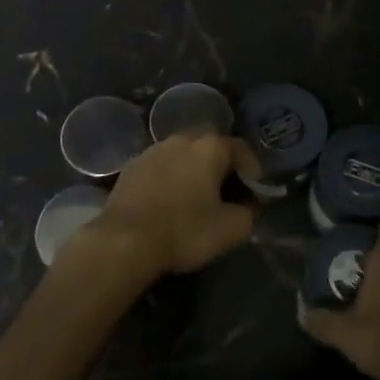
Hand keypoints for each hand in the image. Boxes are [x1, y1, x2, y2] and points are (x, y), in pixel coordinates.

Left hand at [76, 133, 261, 279]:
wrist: (124, 240)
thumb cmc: (184, 230)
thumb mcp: (231, 230)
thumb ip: (248, 214)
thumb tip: (247, 207)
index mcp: (209, 146)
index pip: (240, 149)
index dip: (252, 170)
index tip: (254, 192)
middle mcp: (181, 138)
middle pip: (210, 146)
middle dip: (221, 166)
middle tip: (227, 192)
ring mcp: (153, 149)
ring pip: (183, 154)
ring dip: (193, 170)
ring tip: (196, 196)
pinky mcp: (131, 165)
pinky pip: (161, 166)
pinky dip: (170, 177)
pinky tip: (169, 200)